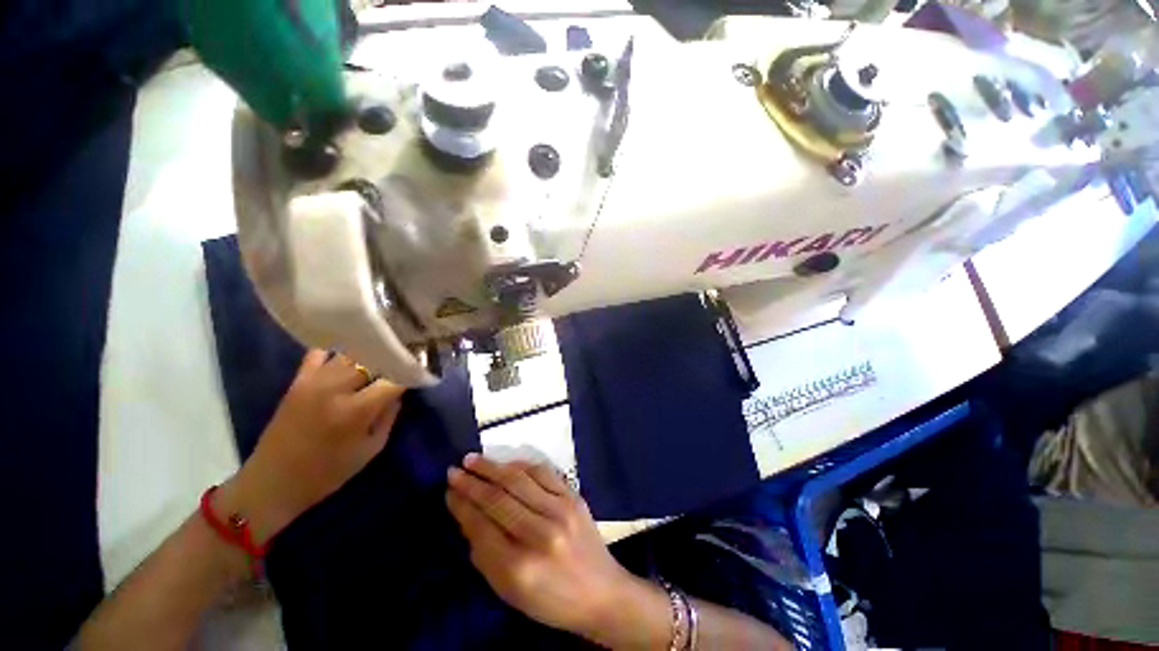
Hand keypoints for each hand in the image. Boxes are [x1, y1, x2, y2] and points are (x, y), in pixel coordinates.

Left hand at [218, 350, 404, 542]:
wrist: (272, 483)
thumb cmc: (327, 473)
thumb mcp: (371, 449)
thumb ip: (389, 416)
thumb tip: (400, 390)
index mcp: (355, 410)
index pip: (394, 379)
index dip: (412, 373)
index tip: (424, 371)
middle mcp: (335, 388)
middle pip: (374, 358)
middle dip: (393, 358)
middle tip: (406, 359)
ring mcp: (313, 381)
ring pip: (350, 352)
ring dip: (370, 353)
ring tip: (384, 353)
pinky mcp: (297, 380)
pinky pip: (320, 353)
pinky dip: (338, 351)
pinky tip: (350, 355)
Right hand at [446, 455, 649, 641]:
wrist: (601, 592)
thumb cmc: (551, 600)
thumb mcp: (510, 592)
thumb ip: (485, 555)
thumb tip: (467, 517)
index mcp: (520, 568)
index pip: (481, 527)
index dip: (462, 506)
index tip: (449, 490)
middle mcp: (540, 534)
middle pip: (498, 499)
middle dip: (472, 482)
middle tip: (454, 470)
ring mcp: (561, 510)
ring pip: (519, 480)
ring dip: (493, 467)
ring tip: (473, 459)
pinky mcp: (574, 497)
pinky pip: (543, 473)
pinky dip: (522, 465)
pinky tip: (507, 463)